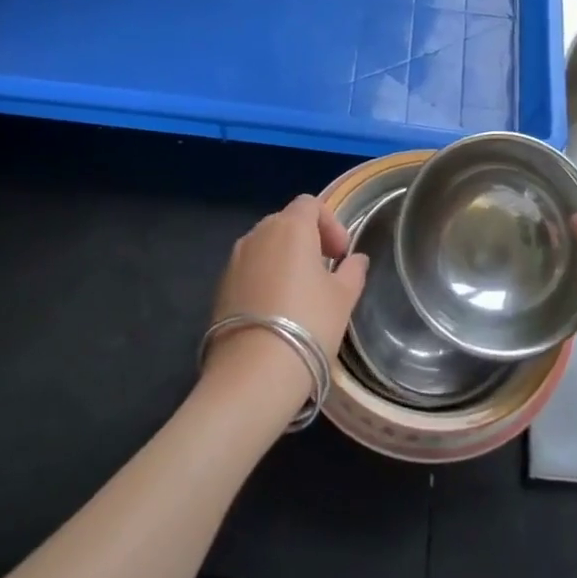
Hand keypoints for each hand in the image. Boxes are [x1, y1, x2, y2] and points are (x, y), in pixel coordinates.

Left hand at [205, 196, 367, 401]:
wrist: (253, 373)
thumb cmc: (308, 324)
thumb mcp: (343, 298)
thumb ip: (352, 271)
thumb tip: (356, 260)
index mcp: (290, 227)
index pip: (310, 204)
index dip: (330, 223)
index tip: (341, 254)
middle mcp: (258, 234)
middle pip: (286, 222)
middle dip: (308, 239)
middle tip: (325, 271)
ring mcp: (234, 261)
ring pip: (265, 246)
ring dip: (285, 258)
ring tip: (301, 293)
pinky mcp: (220, 287)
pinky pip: (249, 269)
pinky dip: (265, 278)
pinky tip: (276, 311)